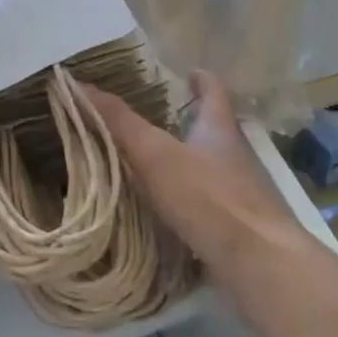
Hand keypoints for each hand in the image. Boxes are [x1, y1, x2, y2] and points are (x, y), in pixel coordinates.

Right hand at [85, 72, 303, 292]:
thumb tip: (78, 85)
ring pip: (210, 168)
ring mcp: (240, 194)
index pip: (213, 92)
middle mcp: (234, 157)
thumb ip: (118, 122)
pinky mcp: (237, 228)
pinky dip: (187, 202)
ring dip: (185, 163)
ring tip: (152, 165)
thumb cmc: (208, 197)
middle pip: (213, 130)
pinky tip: (165, 212)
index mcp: (218, 130)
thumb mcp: (154, 154)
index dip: (201, 80)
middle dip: (189, 123)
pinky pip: (208, 205)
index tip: (189, 73)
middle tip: (156, 121)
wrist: (258, 263)